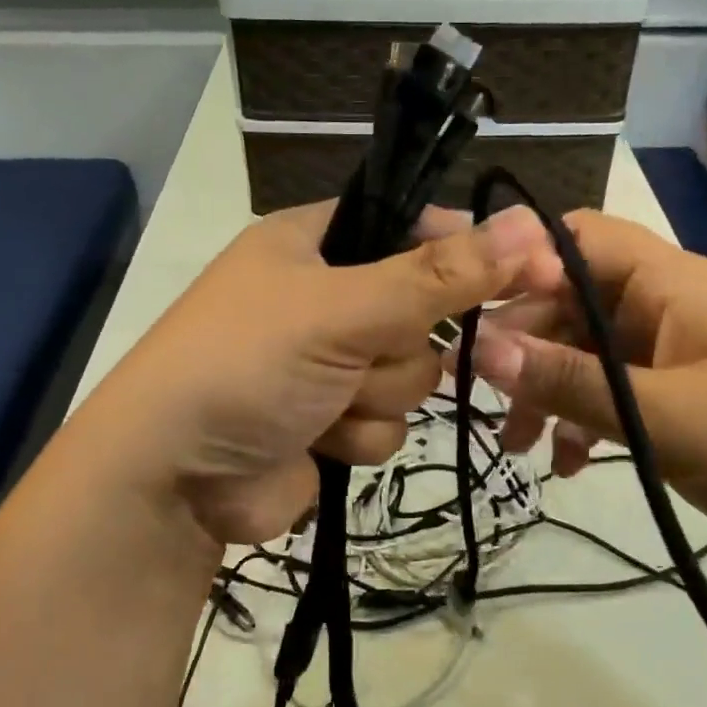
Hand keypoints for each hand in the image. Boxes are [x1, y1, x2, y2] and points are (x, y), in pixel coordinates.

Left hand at [101, 200, 559, 547]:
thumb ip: (439, 275)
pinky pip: (389, 423)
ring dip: (375, 396)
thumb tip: (533, 227)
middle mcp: (326, 296)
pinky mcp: (334, 421)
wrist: (173, 479)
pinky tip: (317, 440)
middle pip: (423, 312)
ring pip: (413, 375)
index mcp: (315, 242)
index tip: (522, 272)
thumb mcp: (342, 309)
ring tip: (321, 403)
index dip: (465, 250)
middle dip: (397, 346)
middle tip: (357, 354)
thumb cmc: (246, 365)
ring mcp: (331, 363)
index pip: (414, 226)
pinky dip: (358, 436)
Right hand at [468, 210, 706, 585]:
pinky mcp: (679, 406)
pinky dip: (582, 424)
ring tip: (518, 446)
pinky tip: (566, 465)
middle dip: (523, 347)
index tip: (462, 300)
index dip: (516, 260)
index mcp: (671, 284)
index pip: (576, 241)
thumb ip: (569, 382)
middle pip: (571, 305)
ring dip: (547, 393)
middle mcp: (666, 310)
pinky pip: (612, 399)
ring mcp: (673, 360)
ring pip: (586, 358)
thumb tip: (480, 348)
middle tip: (480, 399)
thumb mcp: (664, 415)